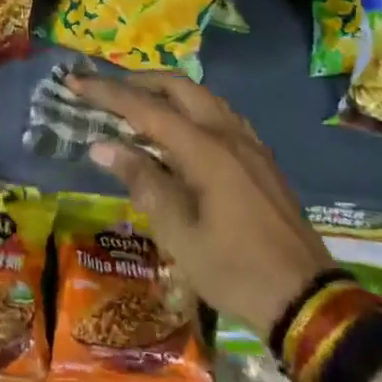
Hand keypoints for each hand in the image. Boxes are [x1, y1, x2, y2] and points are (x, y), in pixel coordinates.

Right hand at [69, 71, 332, 337]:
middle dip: (138, 81)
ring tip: (136, 105)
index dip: (108, 93)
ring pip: (202, 97)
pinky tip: (179, 130)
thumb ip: (142, 182)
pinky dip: (190, 109)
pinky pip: (219, 115)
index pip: (147, 109)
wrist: (306, 300)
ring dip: (165, 92)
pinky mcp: (260, 159)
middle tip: (104, 90)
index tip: (75, 82)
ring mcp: (249, 144)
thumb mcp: (179, 234)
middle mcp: (229, 135)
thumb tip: (102, 146)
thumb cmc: (235, 271)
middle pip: (178, 87)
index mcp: (207, 151)